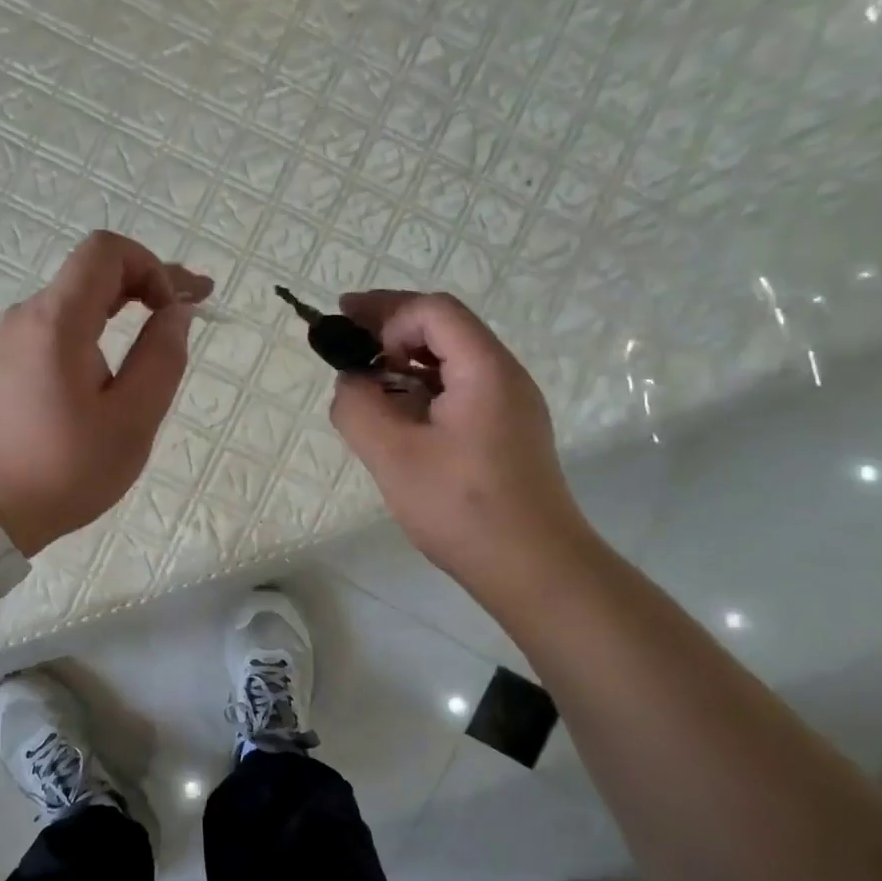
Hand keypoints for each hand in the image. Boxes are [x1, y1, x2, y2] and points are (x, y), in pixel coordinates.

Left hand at [0, 231, 210, 555]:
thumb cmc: (62, 470)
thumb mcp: (131, 421)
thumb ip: (161, 358)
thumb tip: (175, 312)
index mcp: (56, 321)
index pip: (106, 251)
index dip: (152, 266)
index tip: (177, 308)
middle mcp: (25, 317)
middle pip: (91, 273)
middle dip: (146, 283)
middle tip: (190, 309)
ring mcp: (6, 339)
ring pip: (73, 303)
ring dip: (120, 309)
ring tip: (155, 342)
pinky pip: (53, 330)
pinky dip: (91, 332)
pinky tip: (109, 369)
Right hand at [328, 291, 593, 589]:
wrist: (536, 569)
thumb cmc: (463, 508)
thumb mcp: (393, 456)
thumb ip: (359, 408)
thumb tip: (351, 382)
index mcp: (484, 369)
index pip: (433, 311)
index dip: (385, 311)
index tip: (345, 328)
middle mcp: (504, 375)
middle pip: (445, 327)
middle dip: (391, 325)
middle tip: (345, 335)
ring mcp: (510, 405)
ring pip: (452, 359)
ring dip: (405, 359)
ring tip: (365, 379)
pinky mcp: (506, 432)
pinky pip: (460, 390)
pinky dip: (422, 387)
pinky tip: (396, 414)